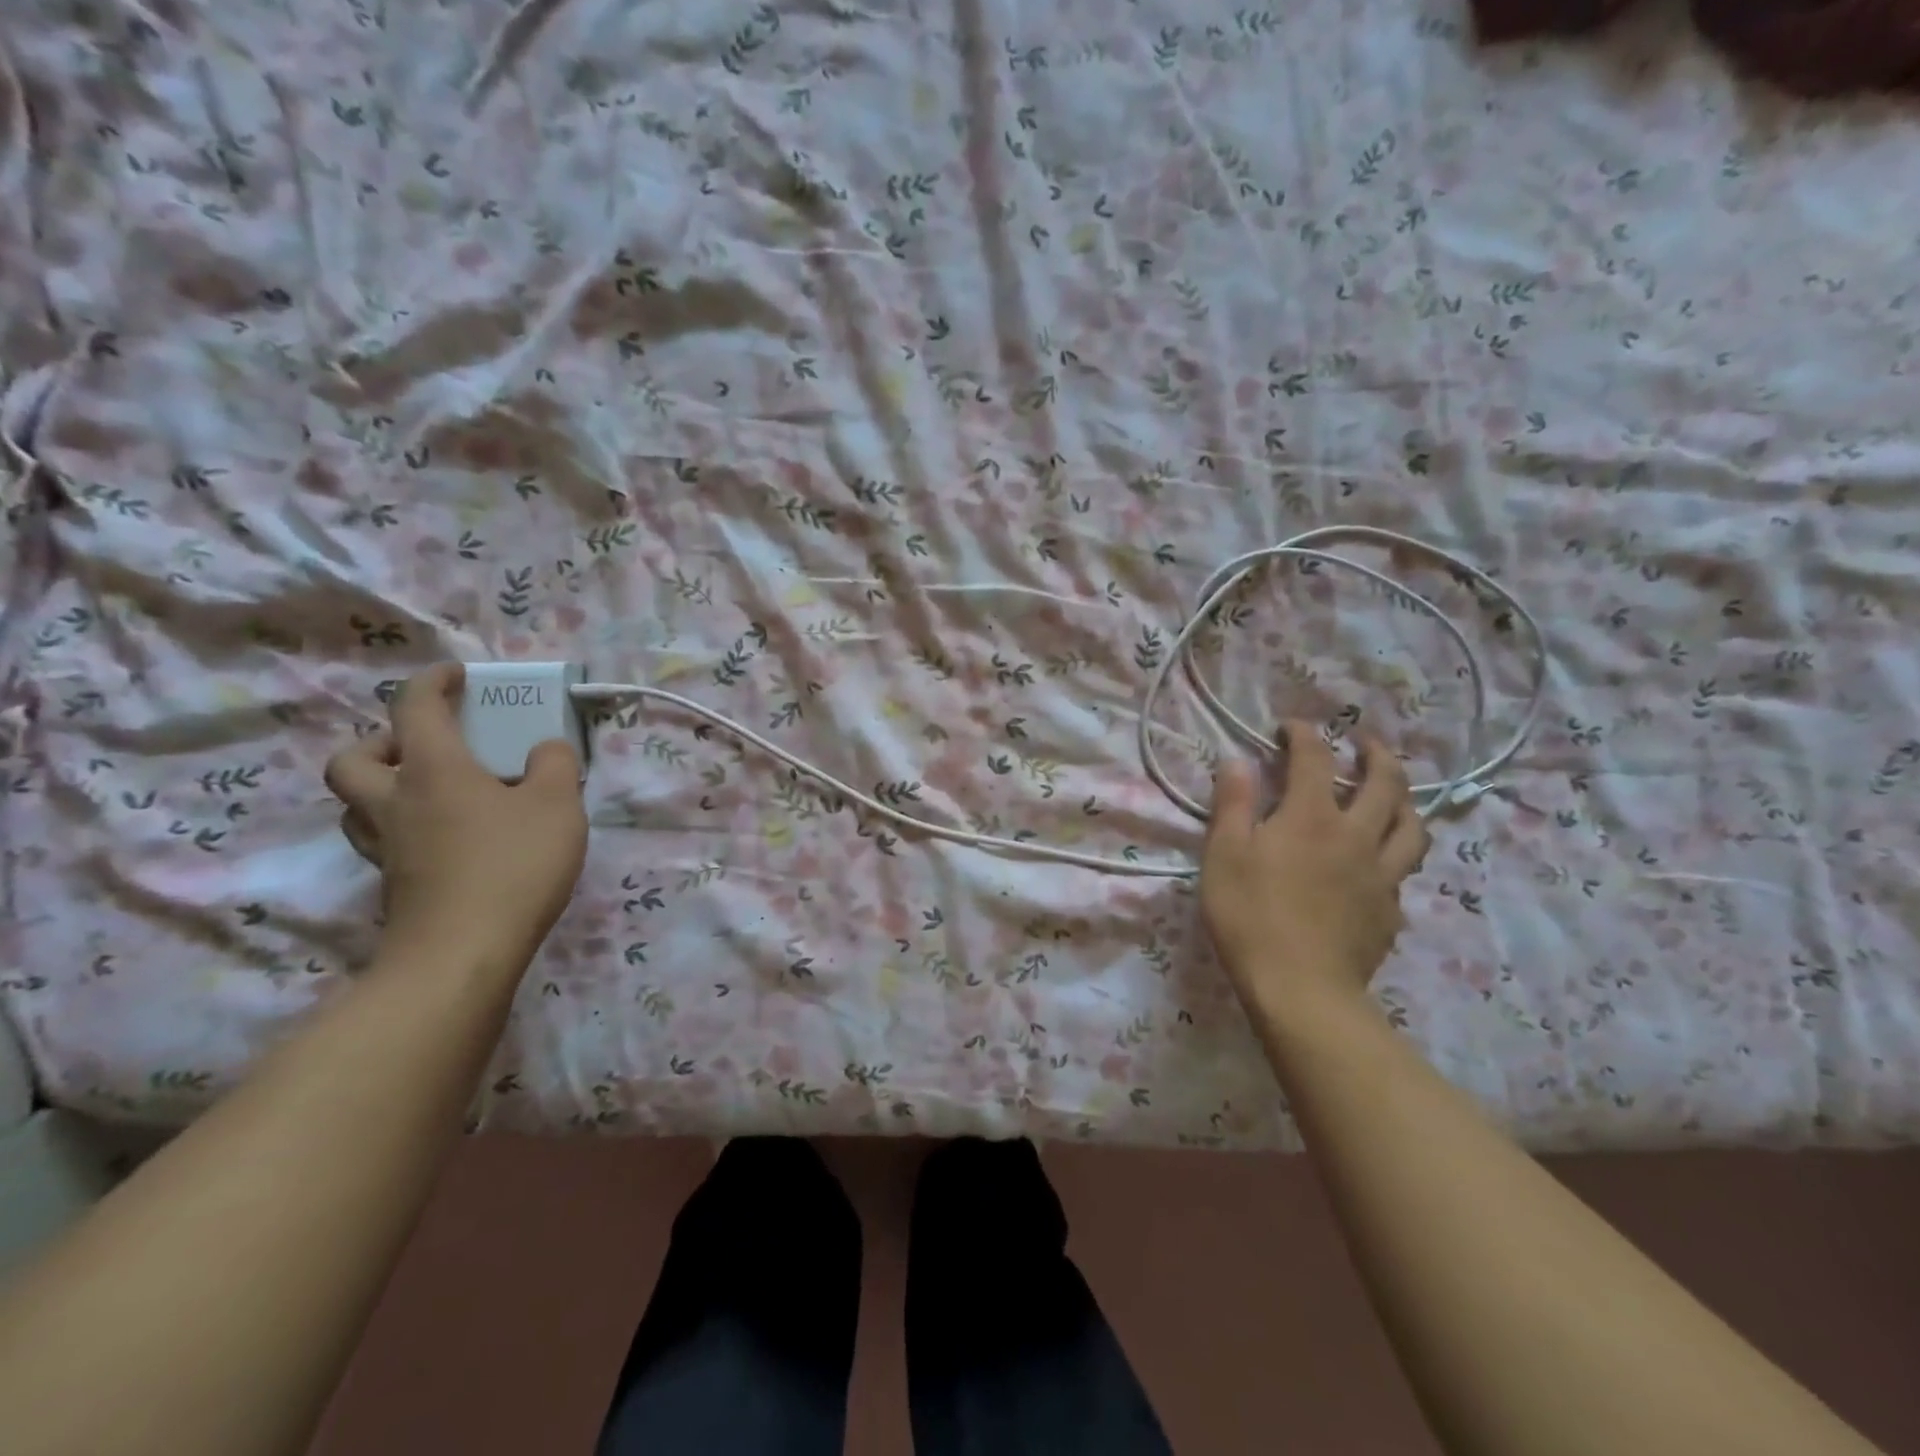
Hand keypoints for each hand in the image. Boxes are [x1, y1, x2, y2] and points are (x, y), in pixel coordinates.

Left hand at [324, 662, 587, 970]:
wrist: (465, 951)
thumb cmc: (514, 863)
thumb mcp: (558, 803)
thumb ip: (555, 764)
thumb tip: (545, 748)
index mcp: (434, 769)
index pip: (415, 707)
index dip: (433, 682)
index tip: (457, 675)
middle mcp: (396, 801)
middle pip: (353, 758)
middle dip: (383, 741)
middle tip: (426, 747)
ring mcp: (388, 846)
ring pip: (356, 804)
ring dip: (382, 786)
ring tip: (431, 792)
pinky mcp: (394, 884)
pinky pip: (382, 839)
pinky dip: (404, 827)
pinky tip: (446, 838)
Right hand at [1200, 724, 1428, 1019]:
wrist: (1301, 989)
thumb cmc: (1251, 916)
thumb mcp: (1224, 854)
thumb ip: (1233, 804)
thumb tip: (1237, 761)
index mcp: (1312, 817)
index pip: (1314, 758)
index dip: (1304, 733)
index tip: (1291, 725)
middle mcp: (1356, 835)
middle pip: (1385, 783)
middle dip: (1376, 754)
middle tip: (1366, 743)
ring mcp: (1381, 874)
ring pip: (1411, 825)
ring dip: (1404, 799)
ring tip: (1393, 794)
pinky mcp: (1390, 910)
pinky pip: (1403, 869)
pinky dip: (1395, 850)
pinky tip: (1380, 860)